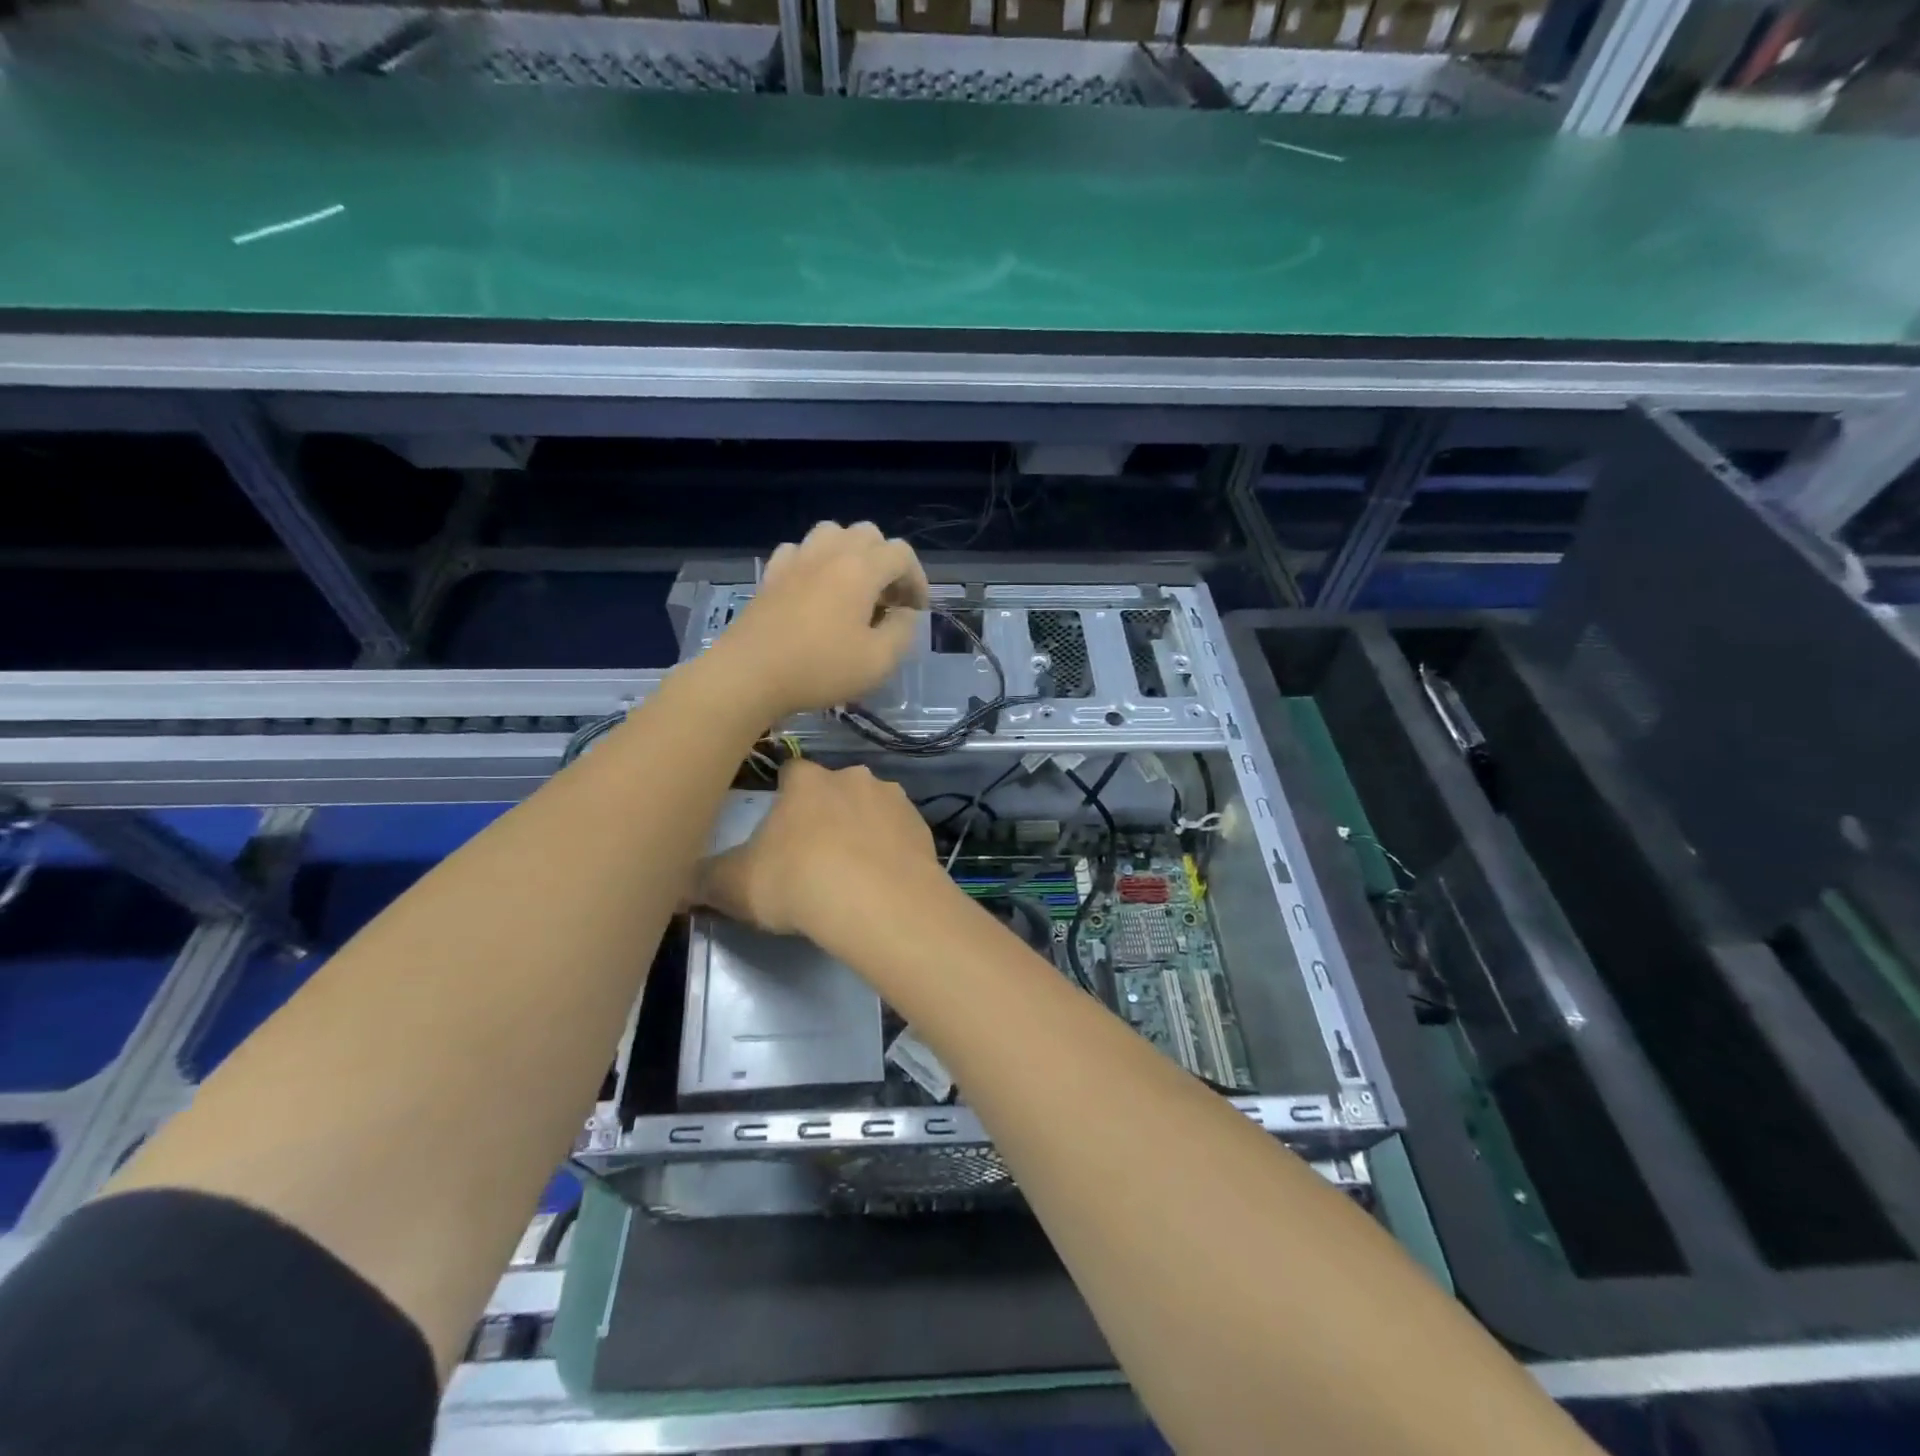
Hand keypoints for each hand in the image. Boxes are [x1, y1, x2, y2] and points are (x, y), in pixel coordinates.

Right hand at [693, 759, 935, 938]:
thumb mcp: (734, 886)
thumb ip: (701, 880)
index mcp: (807, 780)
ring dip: (862, 829)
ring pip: (871, 808)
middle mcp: (853, 776)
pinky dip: (890, 849)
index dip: (782, 797)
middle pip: (833, 789)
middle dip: (825, 813)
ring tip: (852, 871)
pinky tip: (882, 880)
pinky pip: (899, 833)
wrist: (878, 902)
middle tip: (813, 854)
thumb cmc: (798, 882)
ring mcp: (893, 799)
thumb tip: (671, 885)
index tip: (778, 825)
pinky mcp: (922, 827)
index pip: (790, 771)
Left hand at [710, 521, 928, 720]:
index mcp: (860, 569)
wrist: (749, 674)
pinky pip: (798, 551)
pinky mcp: (771, 575)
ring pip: (831, 534)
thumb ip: (902, 632)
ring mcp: (796, 560)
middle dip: (886, 562)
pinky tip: (814, 589)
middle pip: (868, 534)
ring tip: (853, 587)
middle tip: (888, 599)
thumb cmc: (820, 669)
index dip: (917, 579)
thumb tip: (905, 614)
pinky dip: (814, 562)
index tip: (916, 611)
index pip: (901, 554)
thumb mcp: (878, 661)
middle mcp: (829, 553)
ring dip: (850, 553)